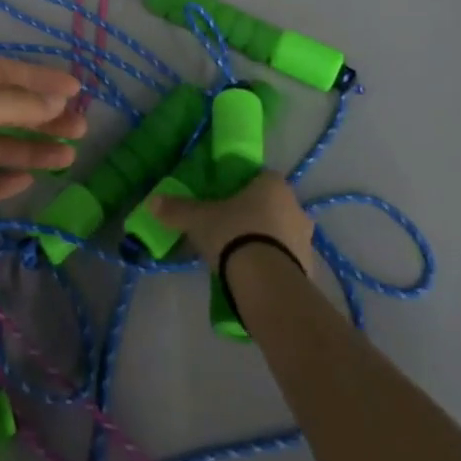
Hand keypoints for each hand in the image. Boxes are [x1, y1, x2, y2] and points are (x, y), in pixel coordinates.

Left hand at [0, 58, 83, 265]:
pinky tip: (26, 181)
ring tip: (68, 158)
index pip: (4, 73)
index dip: (41, 78)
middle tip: (81, 127)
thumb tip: (55, 98)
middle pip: (4, 109)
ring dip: (31, 149)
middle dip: (43, 116)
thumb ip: (10, 103)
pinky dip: (2, 179)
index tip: (78, 89)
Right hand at [151, 172, 316, 276]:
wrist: (266, 283)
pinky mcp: (309, 269)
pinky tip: (254, 276)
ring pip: (282, 233)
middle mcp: (296, 207)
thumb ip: (177, 209)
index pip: (261, 177)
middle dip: (255, 215)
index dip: (245, 187)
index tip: (227, 200)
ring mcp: (306, 240)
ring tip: (240, 256)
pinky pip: (287, 260)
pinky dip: (273, 264)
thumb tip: (152, 202)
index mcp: (273, 185)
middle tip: (231, 228)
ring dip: (266, 241)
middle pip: (273, 205)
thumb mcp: (199, 219)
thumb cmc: (234, 234)